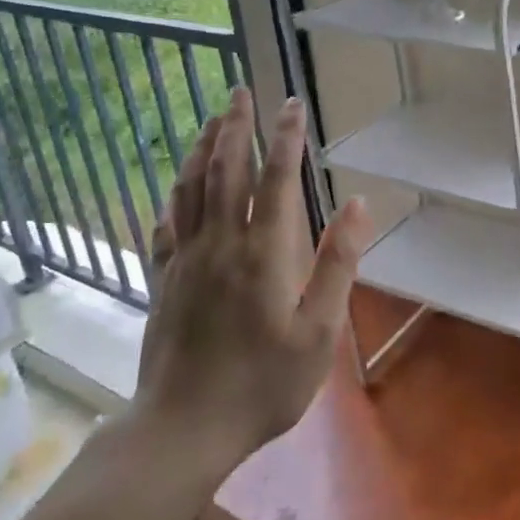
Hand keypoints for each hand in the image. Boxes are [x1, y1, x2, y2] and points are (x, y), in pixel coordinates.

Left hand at [131, 87, 371, 471]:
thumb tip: (357, 205)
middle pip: (225, 170)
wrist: (183, 429)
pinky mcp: (162, 279)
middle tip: (241, 90)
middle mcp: (219, 243)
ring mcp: (184, 260)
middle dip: (235, 126)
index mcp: (262, 252)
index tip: (293, 104)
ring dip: (201, 147)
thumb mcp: (318, 333)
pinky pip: (166, 222)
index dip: (286, 137)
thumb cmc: (262, 384)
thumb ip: (338, 265)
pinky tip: (176, 184)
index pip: (276, 179)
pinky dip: (174, 193)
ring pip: (190, 188)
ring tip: (211, 119)